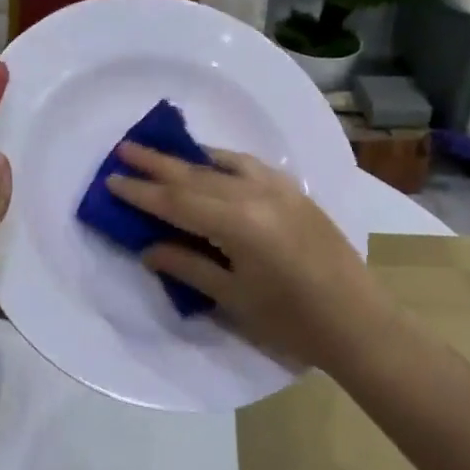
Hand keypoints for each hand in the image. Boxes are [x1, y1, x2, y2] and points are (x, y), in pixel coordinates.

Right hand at [107, 144, 390, 371]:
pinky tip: (214, 163)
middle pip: (197, 174)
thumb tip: (149, 249)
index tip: (112, 179)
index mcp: (238, 222)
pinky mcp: (296, 193)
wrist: (356, 321)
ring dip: (191, 157)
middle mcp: (257, 194)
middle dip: (159, 163)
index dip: (143, 192)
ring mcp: (280, 189)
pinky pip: (251, 167)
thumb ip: (189, 267)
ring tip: (163, 151)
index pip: (178, 201)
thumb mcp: (233, 298)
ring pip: (224, 165)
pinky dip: (225, 162)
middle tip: (125, 148)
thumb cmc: (291, 320)